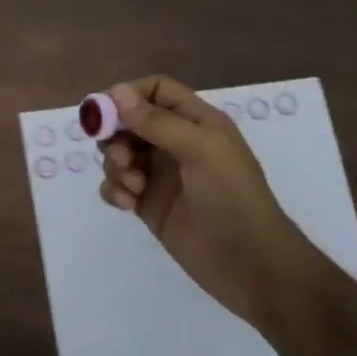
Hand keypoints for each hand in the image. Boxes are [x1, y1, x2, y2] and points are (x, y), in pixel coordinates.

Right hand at [97, 76, 337, 331]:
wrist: (250, 264)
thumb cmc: (232, 198)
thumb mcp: (200, 150)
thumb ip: (156, 121)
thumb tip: (116, 91)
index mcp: (196, 122)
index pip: (156, 90)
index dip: (129, 95)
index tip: (106, 113)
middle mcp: (176, 143)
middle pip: (129, 122)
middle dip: (116, 137)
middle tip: (121, 159)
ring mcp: (160, 175)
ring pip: (119, 154)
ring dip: (115, 167)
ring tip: (133, 188)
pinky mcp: (148, 204)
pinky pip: (117, 186)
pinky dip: (115, 190)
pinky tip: (128, 204)